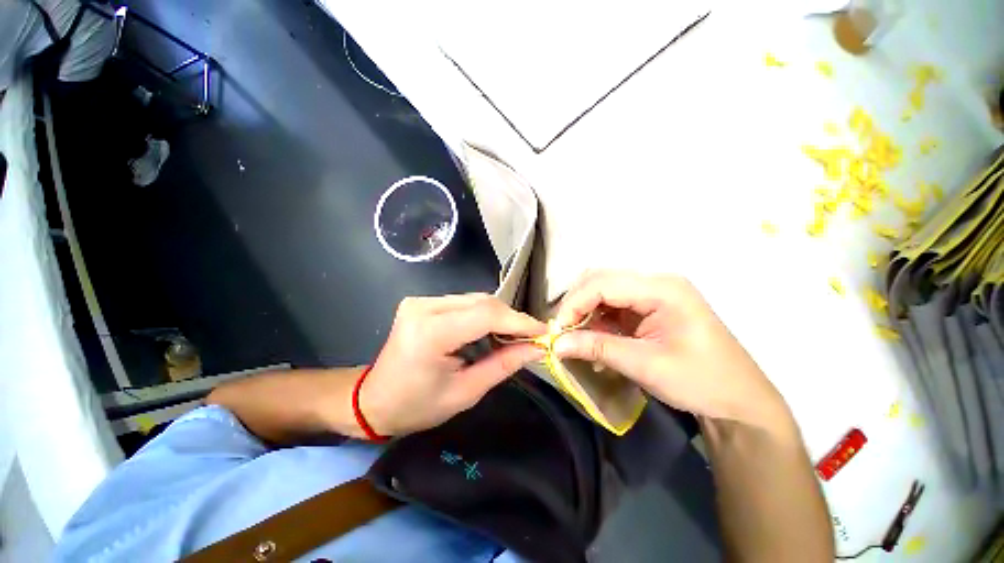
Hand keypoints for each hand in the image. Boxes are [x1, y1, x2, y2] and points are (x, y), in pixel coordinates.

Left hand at [361, 294, 545, 435]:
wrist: (373, 400)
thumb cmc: (417, 406)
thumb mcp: (465, 392)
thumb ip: (503, 365)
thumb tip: (535, 348)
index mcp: (430, 333)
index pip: (486, 315)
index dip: (519, 322)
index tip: (543, 332)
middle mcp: (424, 307)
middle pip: (482, 302)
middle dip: (511, 319)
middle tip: (530, 338)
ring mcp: (421, 301)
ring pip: (475, 300)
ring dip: (498, 317)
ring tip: (513, 337)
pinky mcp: (423, 302)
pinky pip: (464, 303)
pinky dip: (483, 315)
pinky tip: (490, 331)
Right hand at [553, 270, 788, 428]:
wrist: (740, 401)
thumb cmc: (702, 382)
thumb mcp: (646, 365)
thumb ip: (598, 348)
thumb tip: (556, 345)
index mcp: (662, 289)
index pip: (602, 283)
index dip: (574, 304)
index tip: (557, 331)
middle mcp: (655, 283)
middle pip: (600, 280)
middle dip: (576, 304)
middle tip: (563, 331)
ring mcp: (652, 294)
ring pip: (602, 291)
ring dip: (584, 312)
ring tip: (576, 337)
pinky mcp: (648, 307)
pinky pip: (612, 305)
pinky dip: (596, 320)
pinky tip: (593, 339)